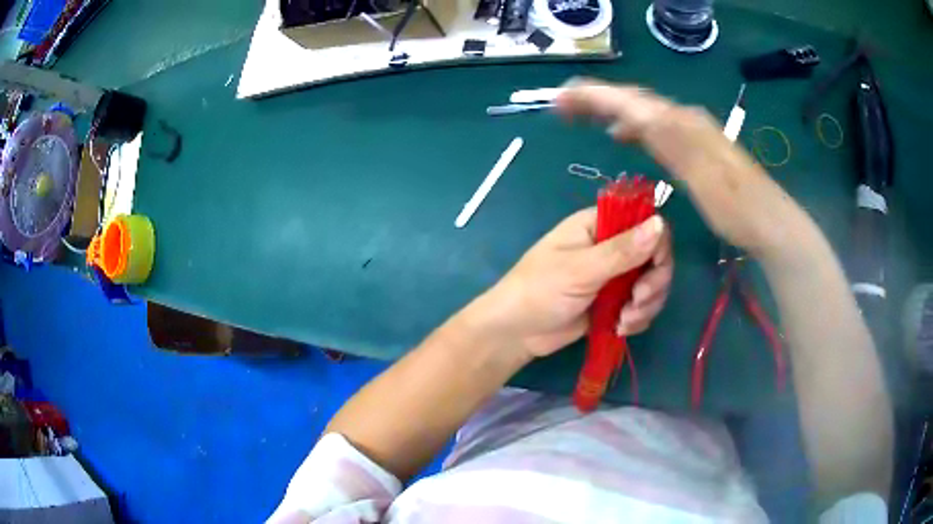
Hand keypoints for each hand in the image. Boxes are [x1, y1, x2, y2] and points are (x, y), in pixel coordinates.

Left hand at [462, 208, 671, 358]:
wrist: (516, 333)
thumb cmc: (540, 291)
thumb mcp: (580, 270)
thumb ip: (622, 251)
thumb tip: (660, 223)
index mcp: (599, 225)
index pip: (645, 222)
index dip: (658, 244)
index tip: (653, 269)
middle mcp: (611, 246)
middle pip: (655, 256)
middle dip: (653, 283)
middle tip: (637, 302)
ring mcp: (614, 276)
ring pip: (652, 284)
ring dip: (646, 305)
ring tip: (624, 322)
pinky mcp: (613, 303)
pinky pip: (641, 306)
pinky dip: (637, 318)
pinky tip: (620, 329)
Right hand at [555, 79, 809, 261]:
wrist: (767, 220)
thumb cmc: (733, 205)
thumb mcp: (700, 174)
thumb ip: (666, 139)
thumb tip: (628, 114)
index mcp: (680, 123)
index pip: (628, 100)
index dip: (592, 97)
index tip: (562, 99)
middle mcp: (683, 118)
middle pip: (632, 100)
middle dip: (595, 99)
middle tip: (564, 106)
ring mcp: (690, 130)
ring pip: (642, 111)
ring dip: (611, 111)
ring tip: (583, 118)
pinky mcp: (694, 145)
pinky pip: (653, 127)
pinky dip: (632, 127)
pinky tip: (623, 136)